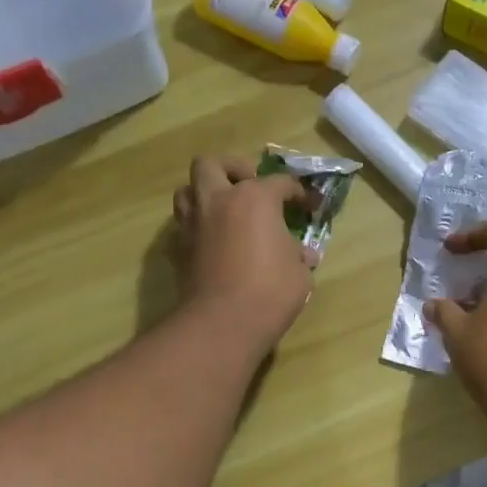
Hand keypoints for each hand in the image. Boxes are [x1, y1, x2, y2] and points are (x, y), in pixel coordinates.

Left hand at [172, 154, 313, 354]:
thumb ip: (298, 256)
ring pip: (188, 189)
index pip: (280, 182)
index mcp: (254, 199)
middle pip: (213, 164)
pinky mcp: (179, 248)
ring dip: (205, 192)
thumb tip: (303, 255)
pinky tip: (213, 242)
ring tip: (225, 210)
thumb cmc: (271, 291)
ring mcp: (193, 223)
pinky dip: (198, 226)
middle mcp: (218, 200)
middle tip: (249, 185)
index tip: (308, 204)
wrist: (224, 322)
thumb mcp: (299, 273)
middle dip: (232, 169)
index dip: (297, 192)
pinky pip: (184, 225)